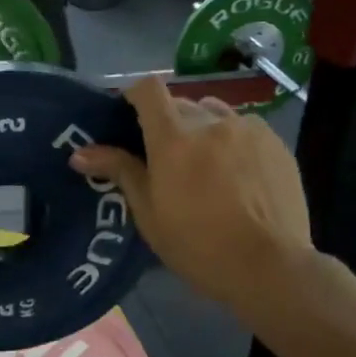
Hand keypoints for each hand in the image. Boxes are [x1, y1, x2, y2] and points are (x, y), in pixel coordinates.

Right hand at [69, 76, 313, 318]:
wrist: (269, 267)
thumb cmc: (197, 245)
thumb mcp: (149, 213)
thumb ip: (119, 171)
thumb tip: (79, 153)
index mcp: (173, 138)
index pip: (148, 89)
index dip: (134, 96)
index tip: (129, 118)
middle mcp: (211, 122)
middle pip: (180, 103)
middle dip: (167, 122)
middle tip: (164, 157)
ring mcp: (248, 129)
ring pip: (214, 113)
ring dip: (201, 128)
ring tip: (204, 163)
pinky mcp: (275, 143)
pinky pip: (244, 128)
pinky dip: (232, 141)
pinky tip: (236, 174)